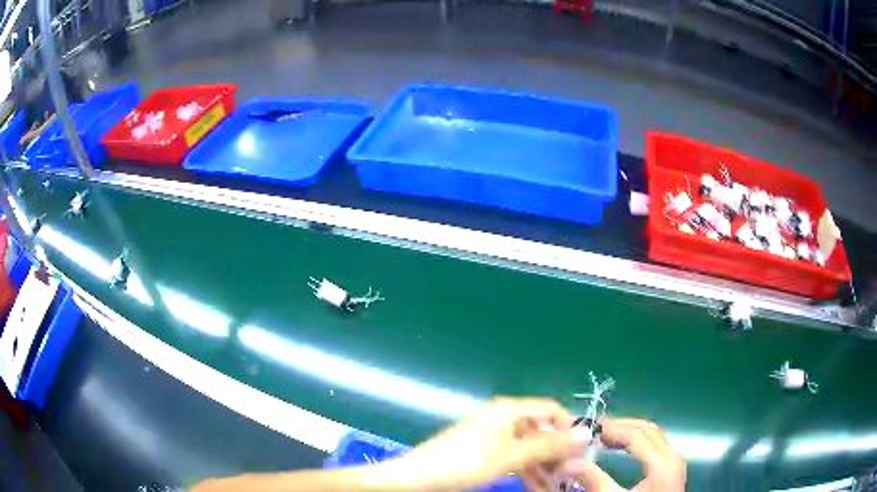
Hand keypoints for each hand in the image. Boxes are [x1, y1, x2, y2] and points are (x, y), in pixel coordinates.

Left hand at [389, 397, 591, 491]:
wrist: (419, 477)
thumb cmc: (467, 462)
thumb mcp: (512, 456)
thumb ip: (549, 445)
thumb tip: (586, 432)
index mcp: (509, 410)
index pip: (551, 409)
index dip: (569, 427)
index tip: (581, 451)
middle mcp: (503, 418)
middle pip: (540, 431)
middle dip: (555, 453)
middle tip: (567, 475)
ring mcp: (492, 435)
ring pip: (527, 448)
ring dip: (542, 465)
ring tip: (553, 485)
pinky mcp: (483, 451)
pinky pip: (513, 456)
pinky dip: (525, 469)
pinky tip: (534, 484)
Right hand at [561, 418, 685, 490]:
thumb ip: (596, 481)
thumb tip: (569, 464)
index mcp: (661, 463)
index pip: (637, 435)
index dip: (614, 429)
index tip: (592, 427)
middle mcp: (672, 456)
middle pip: (648, 429)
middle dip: (623, 425)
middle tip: (598, 428)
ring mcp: (675, 460)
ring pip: (655, 434)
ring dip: (631, 431)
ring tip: (608, 435)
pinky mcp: (673, 467)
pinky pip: (657, 444)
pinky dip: (640, 440)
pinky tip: (624, 447)